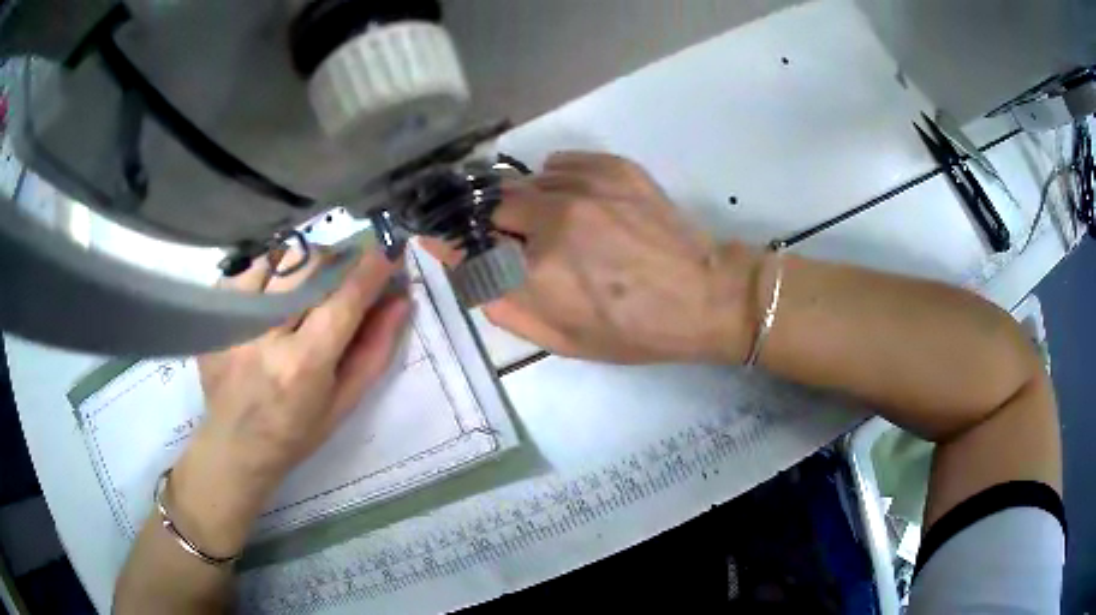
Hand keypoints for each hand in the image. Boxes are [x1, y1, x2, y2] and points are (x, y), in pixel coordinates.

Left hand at [168, 246, 410, 554]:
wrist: (236, 445)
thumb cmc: (296, 432)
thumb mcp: (344, 402)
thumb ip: (374, 350)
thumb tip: (400, 301)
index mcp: (303, 364)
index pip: (343, 300)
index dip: (371, 269)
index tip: (390, 247)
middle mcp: (266, 335)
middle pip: (309, 267)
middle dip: (338, 259)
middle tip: (349, 266)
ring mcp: (235, 320)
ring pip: (278, 260)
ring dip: (303, 263)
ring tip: (308, 281)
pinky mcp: (215, 314)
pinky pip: (249, 269)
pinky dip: (269, 271)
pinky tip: (273, 293)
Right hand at [426, 152, 758, 363]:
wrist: (705, 296)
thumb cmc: (633, 331)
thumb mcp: (559, 340)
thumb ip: (500, 303)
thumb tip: (457, 262)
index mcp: (537, 271)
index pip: (464, 242)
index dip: (448, 239)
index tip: (438, 236)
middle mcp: (553, 217)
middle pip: (490, 203)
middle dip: (493, 222)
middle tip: (520, 243)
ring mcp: (586, 184)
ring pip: (526, 181)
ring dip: (528, 203)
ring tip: (559, 226)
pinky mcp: (613, 165)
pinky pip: (558, 164)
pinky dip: (556, 182)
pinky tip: (581, 204)